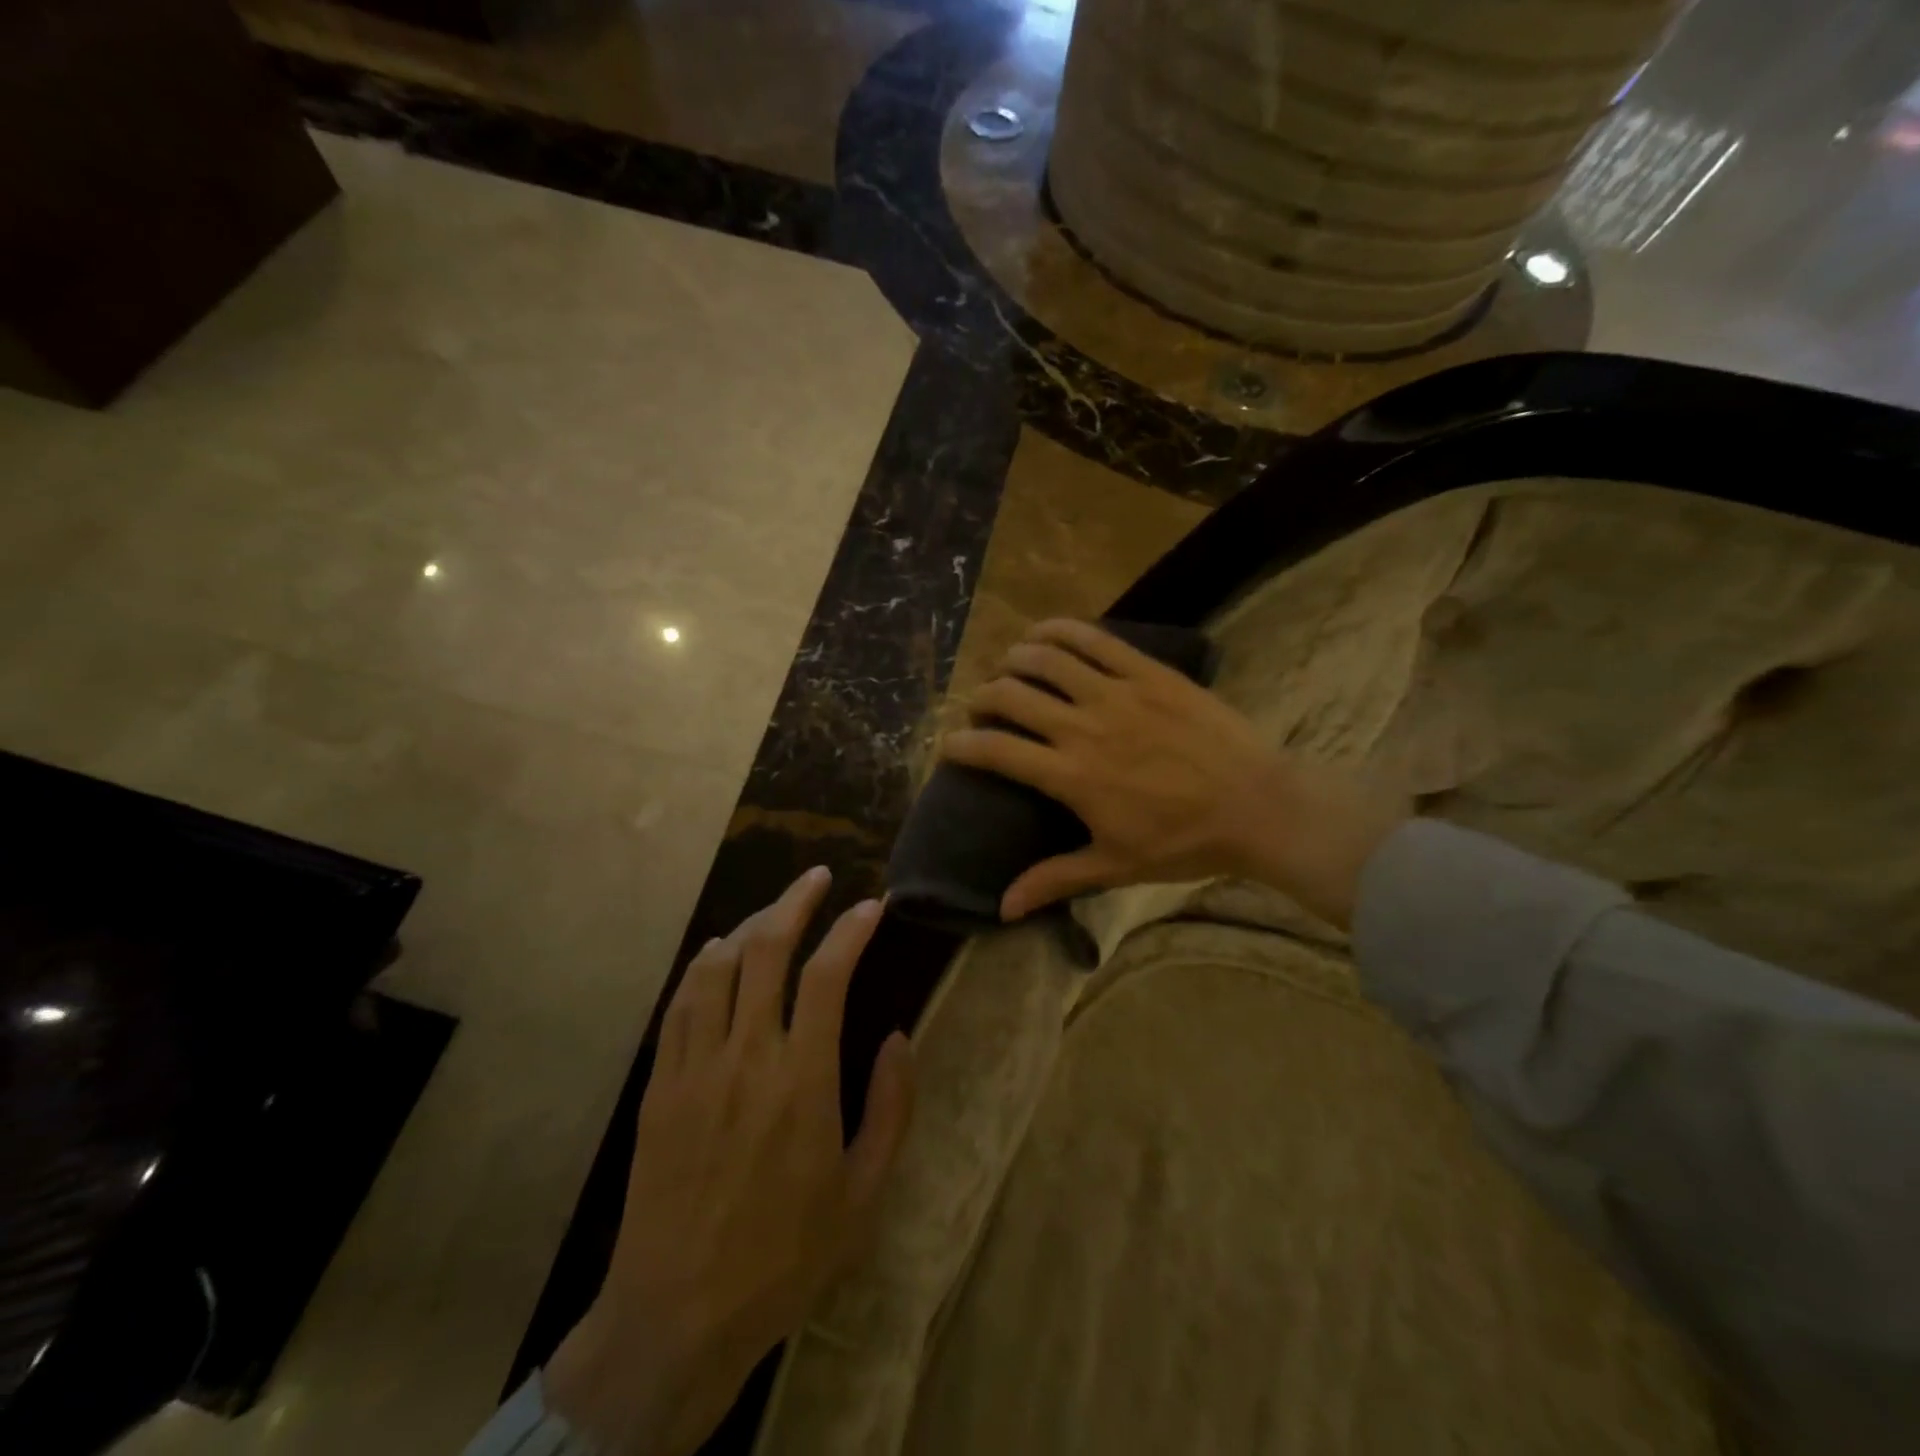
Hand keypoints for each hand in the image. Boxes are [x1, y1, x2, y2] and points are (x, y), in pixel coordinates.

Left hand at [544, 868, 914, 1455]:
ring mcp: (695, 1068)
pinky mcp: (660, 1086)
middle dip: (795, 901)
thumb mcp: (864, 1194)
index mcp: (802, 1081)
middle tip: (818, 877)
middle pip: (765, 949)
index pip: (827, 975)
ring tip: (775, 910)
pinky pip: (680, 1004)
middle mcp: (746, 1057)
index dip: (851, 930)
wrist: (677, 1317)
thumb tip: (897, 1038)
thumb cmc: (785, 1257)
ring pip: (717, 966)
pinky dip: (703, 965)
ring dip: (749, 924)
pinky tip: (718, 952)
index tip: (871, 906)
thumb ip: (890, 1108)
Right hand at [940, 619, 1406, 928]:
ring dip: (1015, 659)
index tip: (949, 746)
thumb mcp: (1114, 866)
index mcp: (1071, 776)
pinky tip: (1044, 633)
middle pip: (1011, 696)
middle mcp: (1083, 727)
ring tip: (1009, 667)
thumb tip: (1002, 909)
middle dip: (983, 699)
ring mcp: (1116, 693)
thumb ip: (1054, 880)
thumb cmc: (1184, 842)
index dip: (961, 745)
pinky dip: (1060, 630)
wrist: (1258, 806)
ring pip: (1046, 659)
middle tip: (984, 710)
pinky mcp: (1148, 672)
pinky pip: (1094, 639)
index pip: (996, 750)